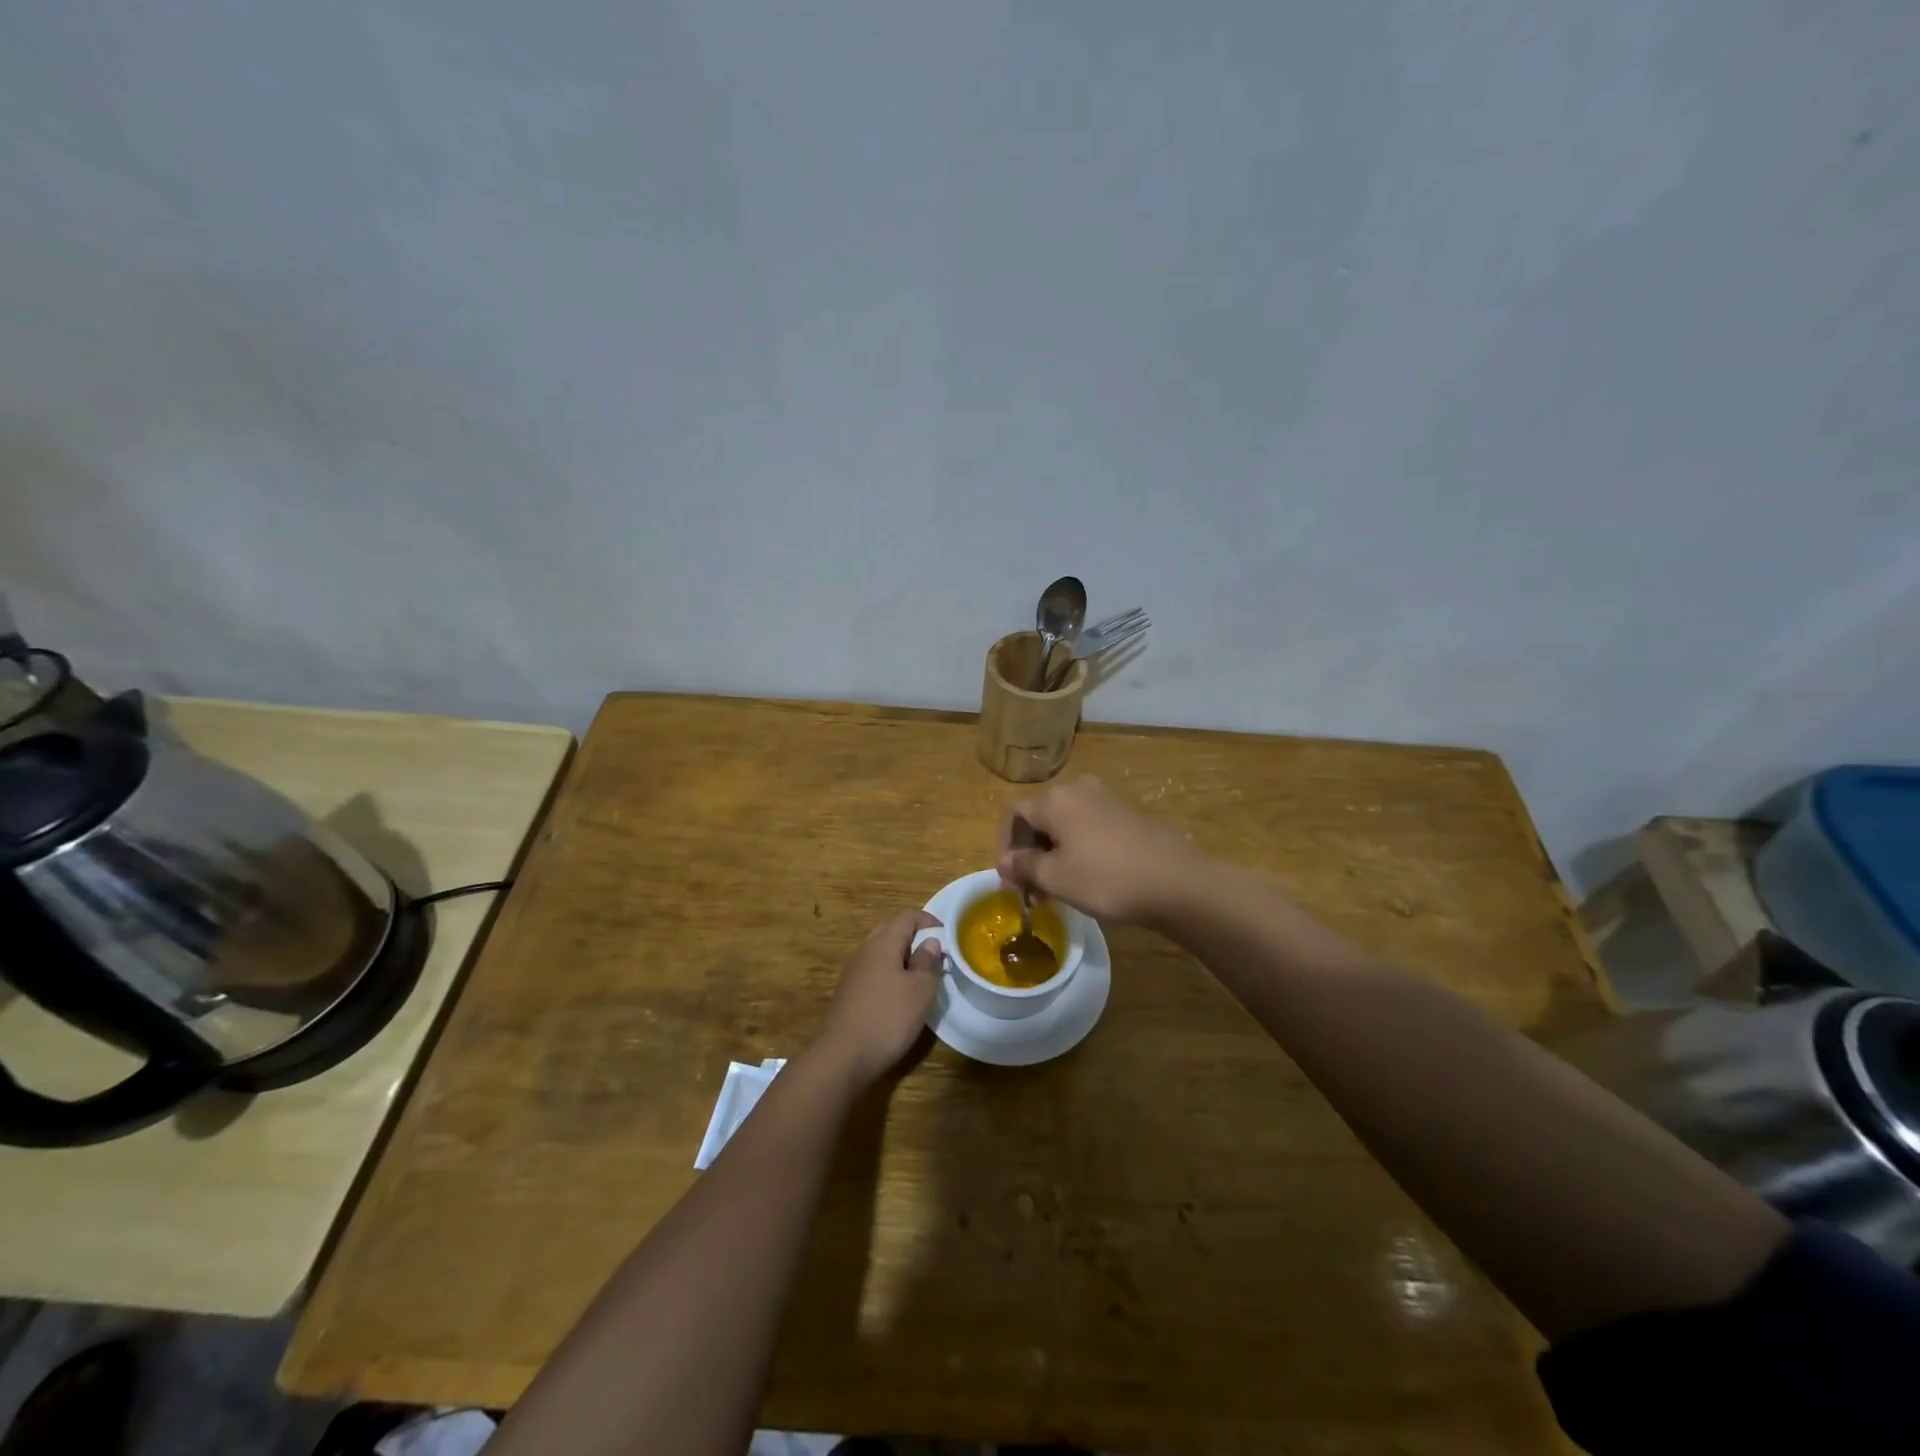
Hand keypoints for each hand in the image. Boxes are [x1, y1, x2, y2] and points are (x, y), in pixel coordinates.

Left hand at [815, 909, 943, 1085]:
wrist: (842, 1056)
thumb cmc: (888, 1018)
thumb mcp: (920, 990)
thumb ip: (927, 962)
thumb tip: (930, 942)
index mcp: (883, 943)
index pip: (907, 916)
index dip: (929, 921)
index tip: (947, 937)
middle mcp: (865, 950)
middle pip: (891, 930)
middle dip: (915, 937)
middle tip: (935, 955)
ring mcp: (853, 971)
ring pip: (881, 951)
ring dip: (902, 957)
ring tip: (921, 977)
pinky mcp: (849, 992)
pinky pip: (873, 970)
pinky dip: (890, 973)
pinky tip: (899, 996)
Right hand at [997, 776, 1203, 924]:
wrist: (1176, 882)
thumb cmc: (1105, 878)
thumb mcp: (1055, 877)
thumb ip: (1023, 866)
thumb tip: (1006, 861)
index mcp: (1055, 799)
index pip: (1014, 815)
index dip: (1005, 846)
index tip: (1009, 879)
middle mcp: (1078, 790)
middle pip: (1040, 817)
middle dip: (1029, 851)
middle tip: (1030, 887)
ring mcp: (1106, 800)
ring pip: (1065, 824)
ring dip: (1052, 852)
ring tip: (1055, 888)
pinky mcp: (1128, 816)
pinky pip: (1088, 828)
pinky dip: (1077, 849)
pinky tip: (1085, 877)